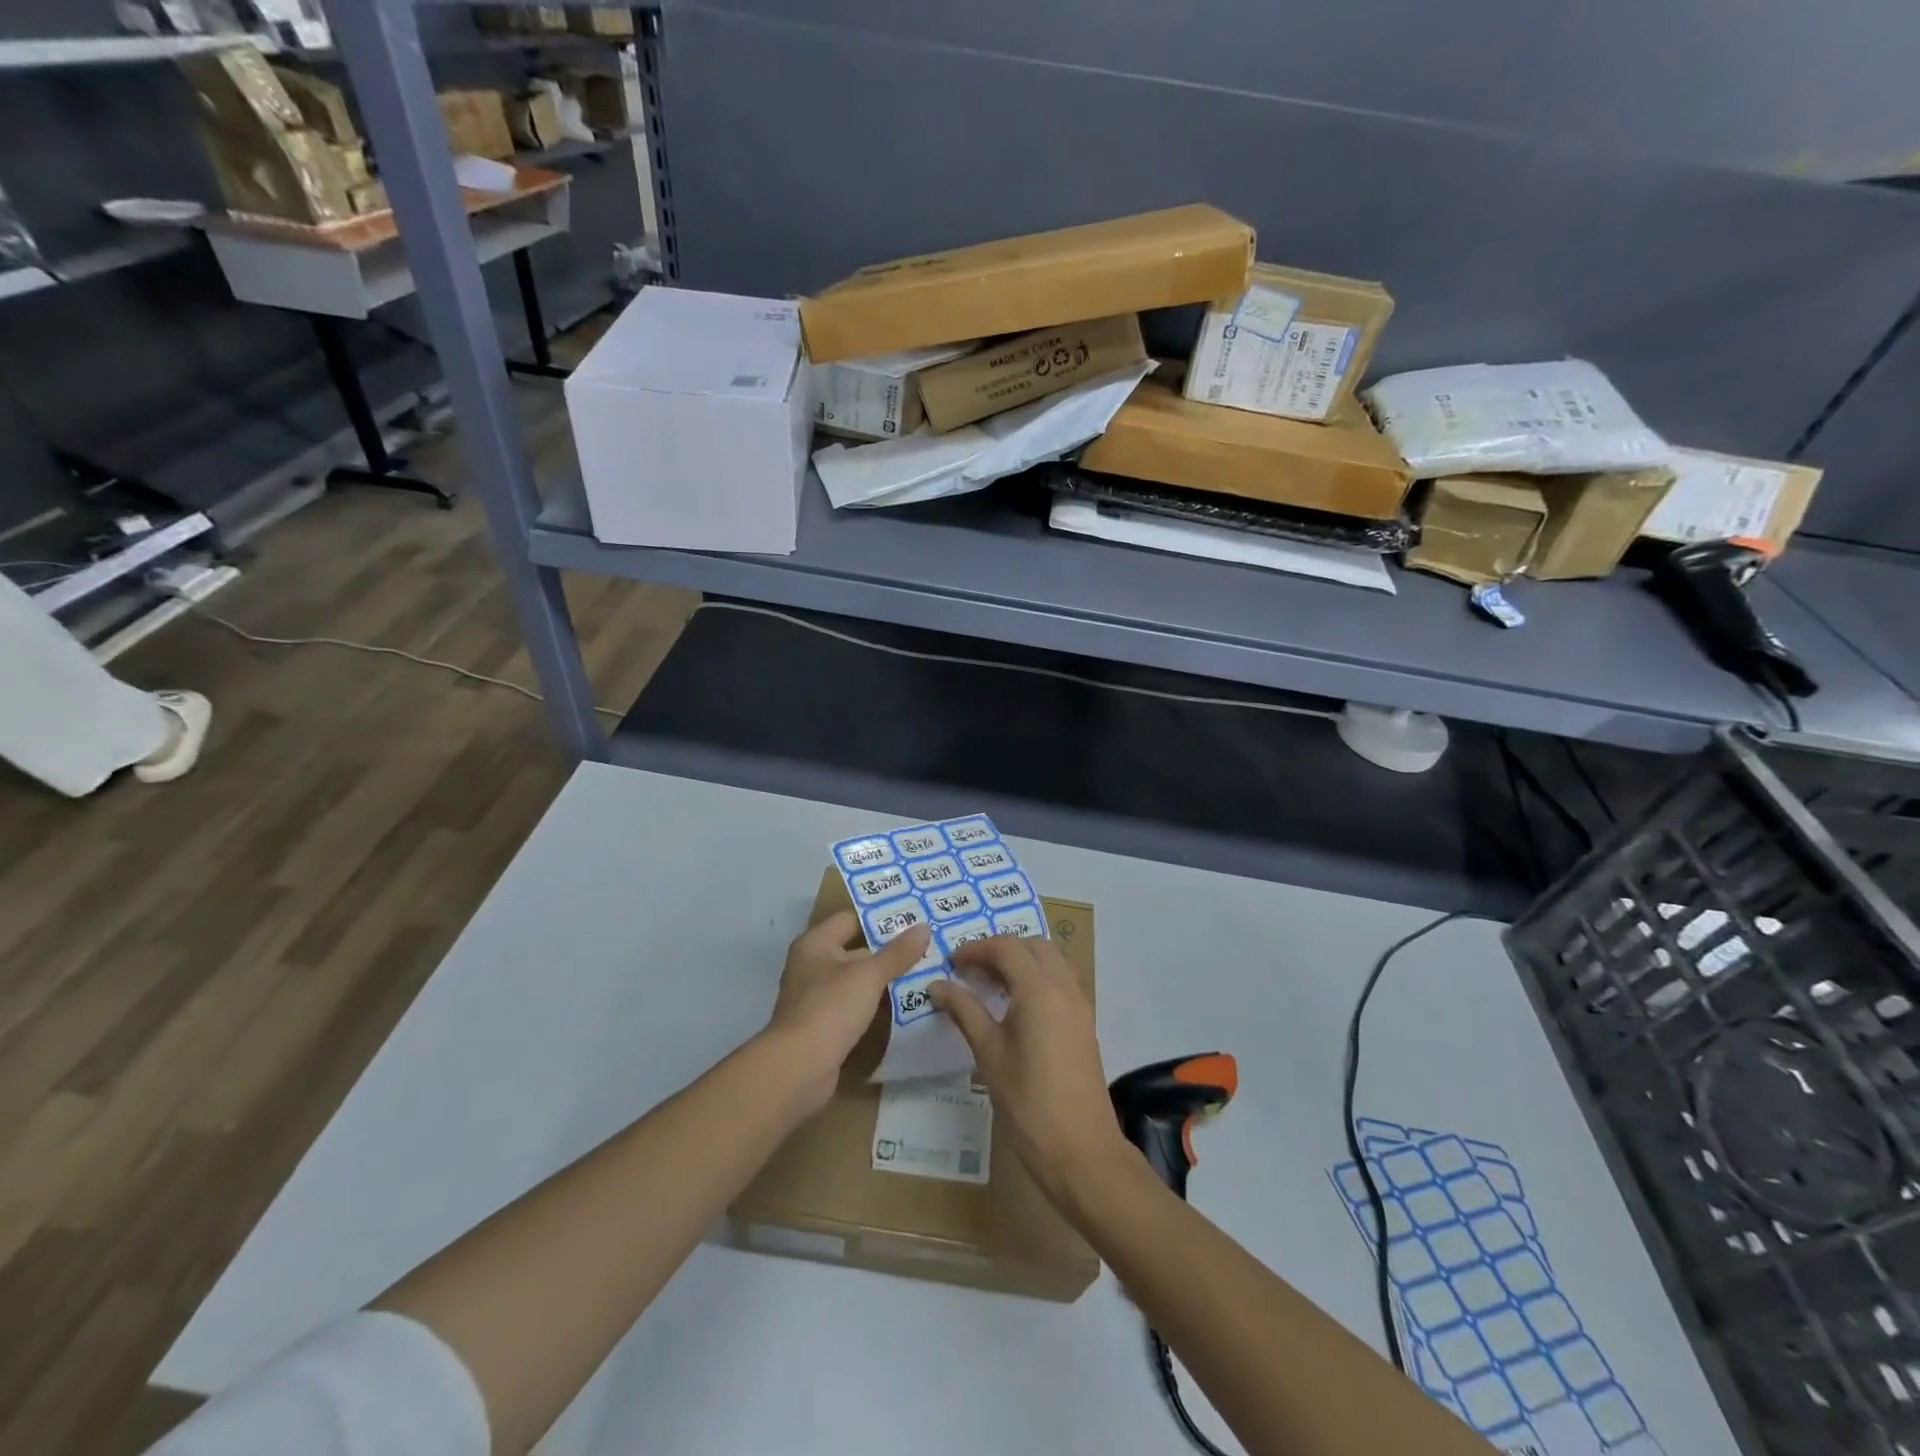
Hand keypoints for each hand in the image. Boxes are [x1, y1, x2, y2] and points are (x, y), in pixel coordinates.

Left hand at [767, 911, 931, 1109]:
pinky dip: (875, 1004)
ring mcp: (816, 997)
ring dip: (885, 980)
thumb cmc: (830, 1008)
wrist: (798, 1068)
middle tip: (926, 947)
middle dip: (889, 951)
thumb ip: (897, 953)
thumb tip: (924, 927)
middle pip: (856, 950)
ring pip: (857, 980)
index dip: (881, 918)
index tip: (913, 919)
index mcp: (816, 943)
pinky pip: (854, 1006)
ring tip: (924, 974)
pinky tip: (905, 1006)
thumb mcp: (869, 976)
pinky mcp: (824, 1025)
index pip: (851, 919)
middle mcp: (812, 965)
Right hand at [931, 935, 1127, 1199]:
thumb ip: (965, 1011)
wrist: (1081, 1149)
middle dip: (1000, 949)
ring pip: (1051, 960)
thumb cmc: (1028, 1102)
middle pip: (1032, 945)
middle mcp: (1064, 987)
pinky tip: (1015, 1004)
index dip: (976, 948)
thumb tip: (938, 985)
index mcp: (1039, 990)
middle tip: (970, 971)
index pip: (1006, 948)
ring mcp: (1079, 1004)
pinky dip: (1037, 977)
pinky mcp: (1084, 1022)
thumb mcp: (989, 1054)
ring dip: (1021, 960)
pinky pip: (1061, 980)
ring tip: (990, 983)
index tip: (951, 963)